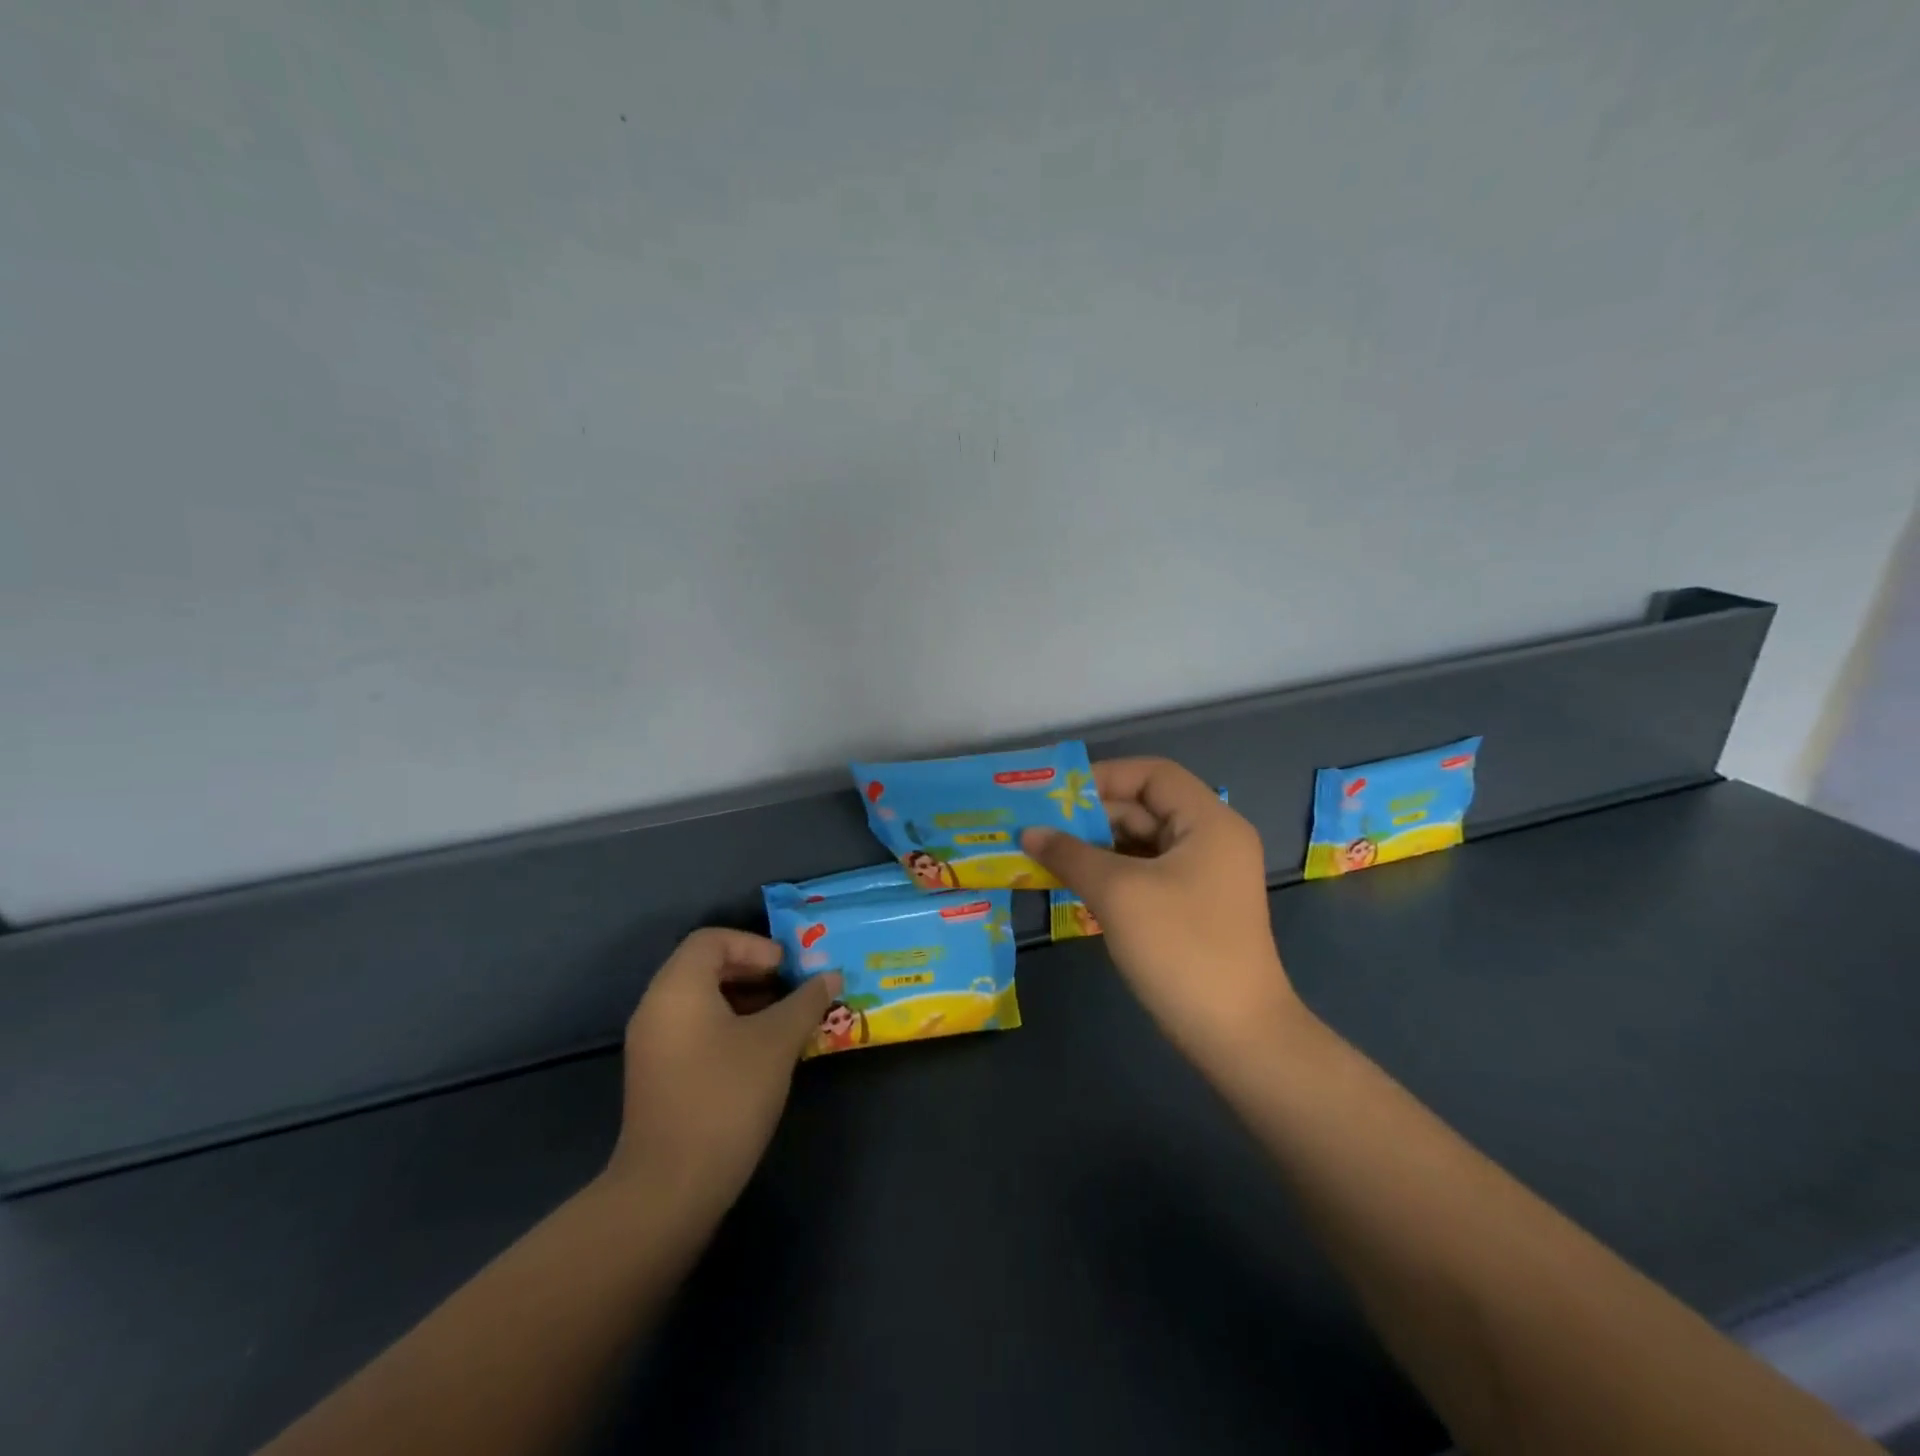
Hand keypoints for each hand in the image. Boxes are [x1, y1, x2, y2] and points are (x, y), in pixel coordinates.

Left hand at [604, 929, 839, 1224]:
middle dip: (753, 972)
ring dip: (744, 1001)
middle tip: (792, 990)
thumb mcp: (777, 1042)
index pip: (712, 939)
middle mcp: (656, 1007)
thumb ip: (806, 1002)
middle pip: (704, 967)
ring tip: (784, 1022)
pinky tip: (759, 1054)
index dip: (755, 946)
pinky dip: (727, 1027)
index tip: (787, 970)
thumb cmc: (726, 1096)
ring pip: (700, 1001)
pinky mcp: (656, 1076)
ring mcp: (651, 1045)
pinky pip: (693, 1030)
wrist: (670, 1188)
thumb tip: (831, 977)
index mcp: (677, 987)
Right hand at [1022, 758, 1305, 1069]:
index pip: (1153, 774)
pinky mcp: (1193, 908)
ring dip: (1096, 846)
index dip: (1104, 776)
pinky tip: (1074, 883)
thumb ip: (1071, 854)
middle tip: (1039, 826)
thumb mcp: (1118, 893)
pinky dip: (1111, 874)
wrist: (1237, 1036)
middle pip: (1146, 807)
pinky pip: (1146, 873)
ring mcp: (1204, 876)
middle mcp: (1211, 840)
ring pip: (1142, 843)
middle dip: (1092, 815)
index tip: (1057, 794)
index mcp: (1209, 822)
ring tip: (1046, 853)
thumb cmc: (1181, 949)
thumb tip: (1029, 832)